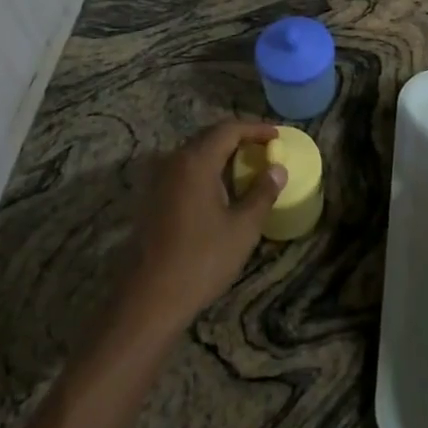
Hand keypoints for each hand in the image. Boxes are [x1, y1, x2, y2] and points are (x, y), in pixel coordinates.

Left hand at [113, 120, 284, 340]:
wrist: (150, 298)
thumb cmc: (201, 260)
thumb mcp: (243, 228)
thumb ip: (263, 193)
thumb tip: (278, 169)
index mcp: (196, 161)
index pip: (229, 129)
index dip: (255, 128)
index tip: (277, 136)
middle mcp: (174, 161)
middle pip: (209, 136)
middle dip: (238, 138)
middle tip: (264, 149)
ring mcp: (158, 179)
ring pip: (194, 153)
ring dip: (221, 154)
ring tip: (246, 166)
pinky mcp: (152, 197)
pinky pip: (183, 170)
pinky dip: (205, 170)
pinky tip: (220, 188)